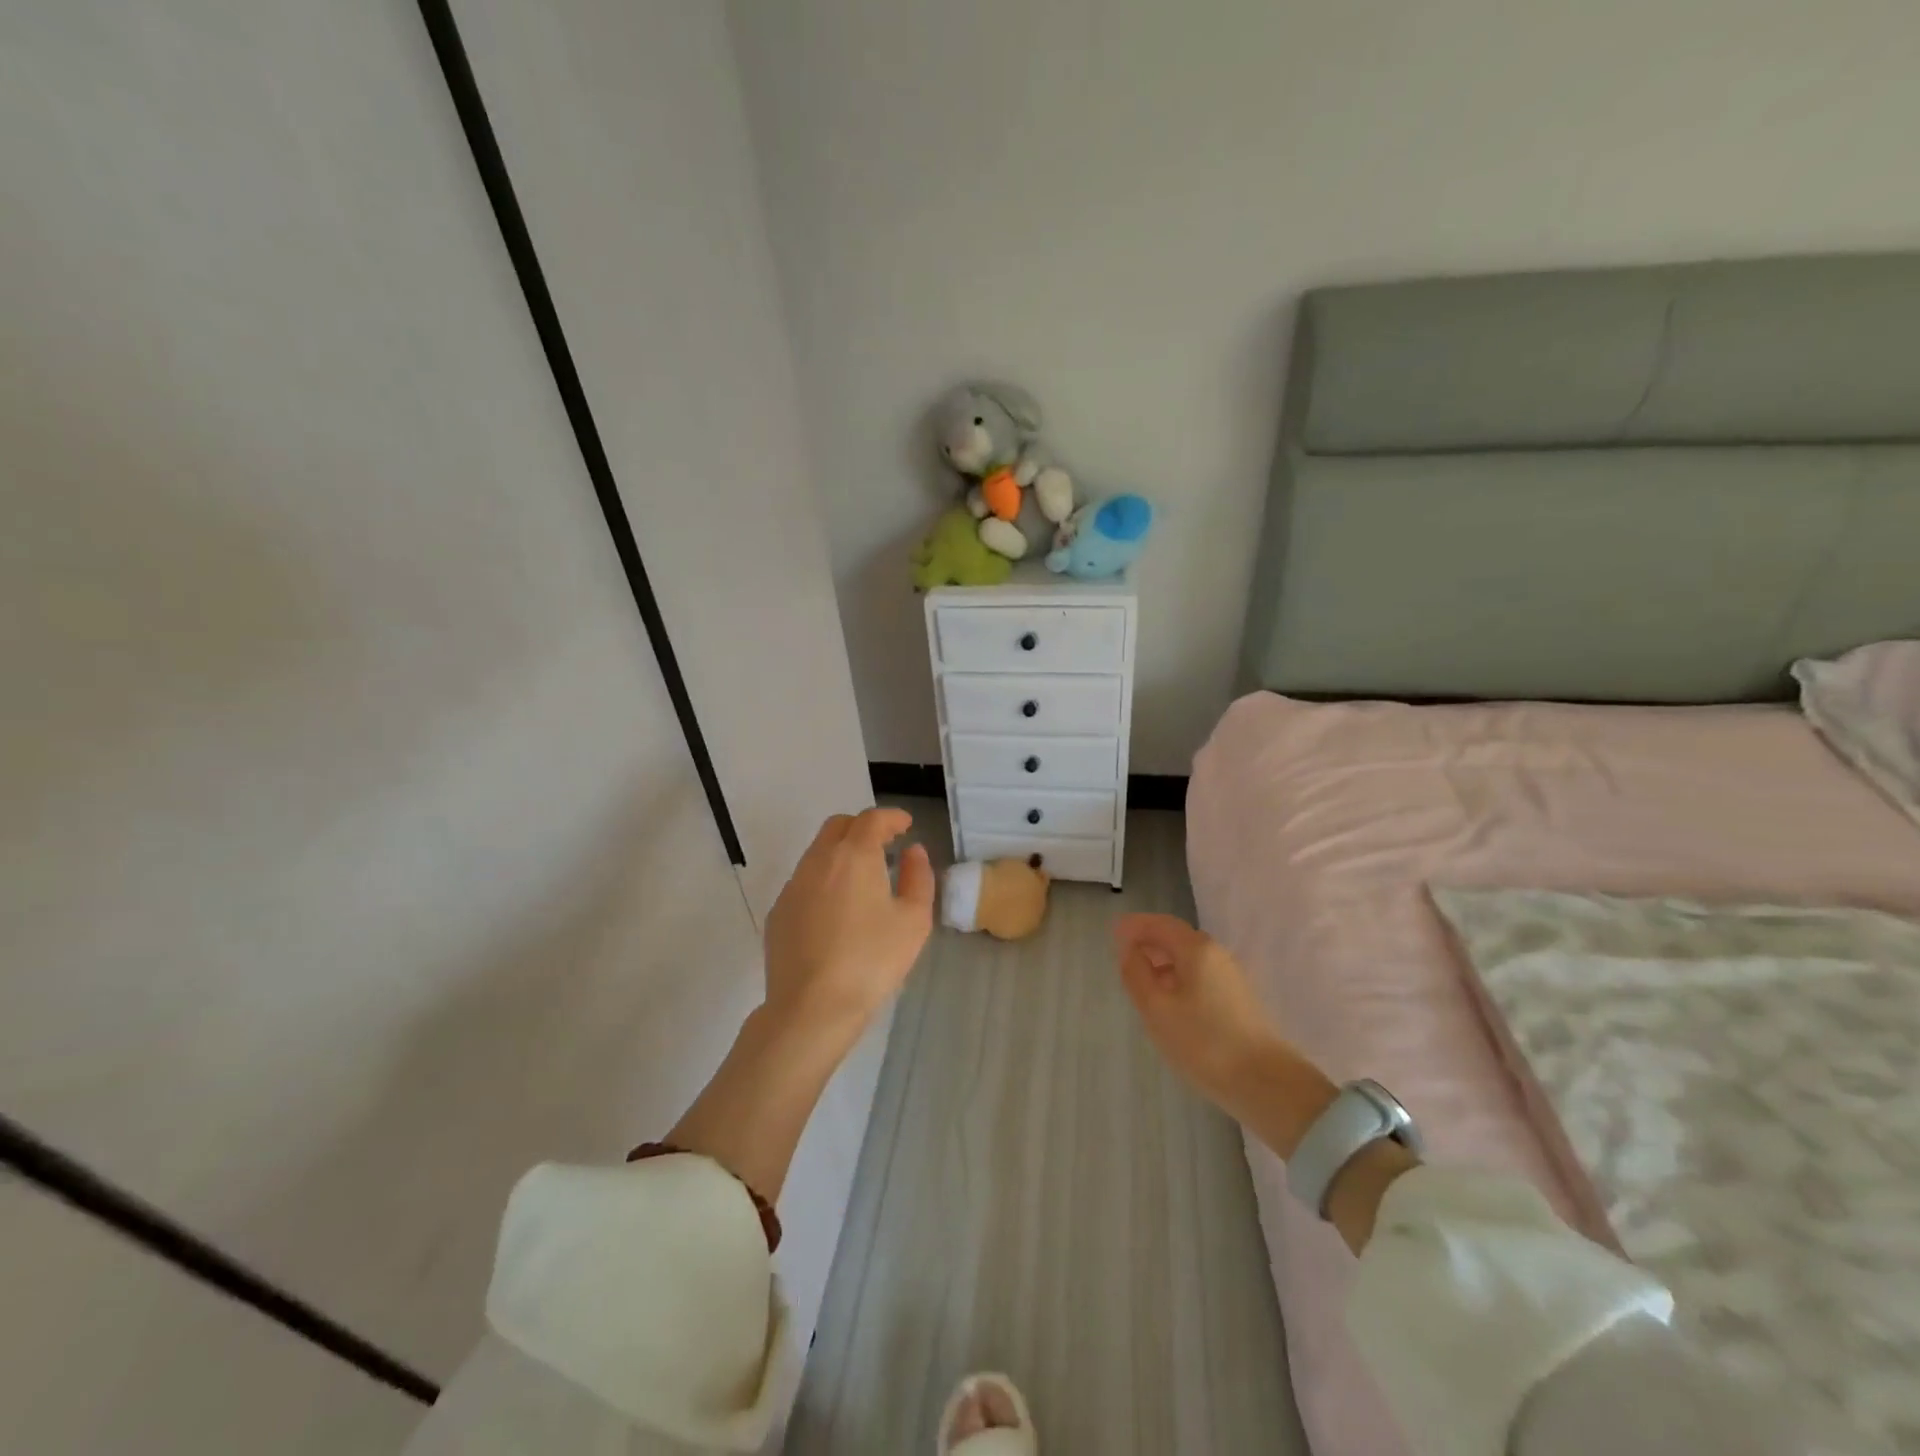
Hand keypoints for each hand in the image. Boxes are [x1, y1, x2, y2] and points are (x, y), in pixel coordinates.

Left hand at [764, 808, 934, 1039]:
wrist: (812, 1007)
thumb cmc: (872, 961)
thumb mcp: (914, 920)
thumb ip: (918, 877)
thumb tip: (913, 852)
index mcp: (854, 856)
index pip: (872, 819)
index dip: (892, 817)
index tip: (906, 825)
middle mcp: (818, 861)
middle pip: (839, 826)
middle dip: (863, 827)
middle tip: (884, 844)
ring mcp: (793, 886)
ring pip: (817, 852)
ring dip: (841, 853)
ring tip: (862, 878)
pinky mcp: (779, 912)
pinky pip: (804, 882)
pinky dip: (823, 880)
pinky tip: (835, 910)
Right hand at [1113, 913, 1286, 1112]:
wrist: (1265, 1084)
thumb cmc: (1203, 1042)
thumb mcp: (1156, 1008)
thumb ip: (1136, 973)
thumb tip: (1129, 950)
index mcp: (1197, 949)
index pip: (1160, 924)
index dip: (1135, 926)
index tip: (1113, 933)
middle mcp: (1217, 955)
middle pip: (1177, 937)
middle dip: (1148, 941)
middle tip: (1123, 956)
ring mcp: (1231, 977)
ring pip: (1190, 958)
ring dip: (1163, 961)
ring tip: (1141, 980)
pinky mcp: (1238, 1000)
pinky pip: (1200, 975)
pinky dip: (1178, 977)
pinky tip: (1169, 1001)